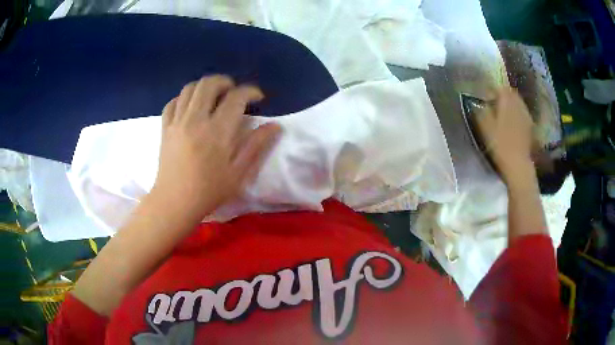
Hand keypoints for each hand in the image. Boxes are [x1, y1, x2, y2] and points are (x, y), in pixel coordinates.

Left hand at [152, 75, 280, 219]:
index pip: (236, 97)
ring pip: (189, 88)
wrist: (175, 202)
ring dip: (204, 86)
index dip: (250, 91)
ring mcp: (177, 122)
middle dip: (225, 81)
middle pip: (209, 84)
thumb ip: (256, 145)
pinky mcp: (165, 128)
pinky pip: (172, 102)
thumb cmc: (209, 191)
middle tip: (233, 91)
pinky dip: (183, 98)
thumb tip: (275, 126)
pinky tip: (190, 107)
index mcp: (217, 131)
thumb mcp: (238, 173)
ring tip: (213, 96)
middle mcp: (195, 120)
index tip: (257, 97)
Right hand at [477, 88, 534, 182]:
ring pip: (518, 102)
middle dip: (503, 95)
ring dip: (511, 103)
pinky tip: (513, 122)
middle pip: (510, 92)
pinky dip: (517, 113)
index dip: (492, 89)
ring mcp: (525, 114)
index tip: (486, 96)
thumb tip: (479, 101)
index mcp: (506, 100)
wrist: (518, 163)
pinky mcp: (530, 126)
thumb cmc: (500, 144)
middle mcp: (517, 103)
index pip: (499, 87)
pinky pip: (522, 113)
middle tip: (495, 102)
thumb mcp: (485, 127)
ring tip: (504, 112)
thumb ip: (481, 110)